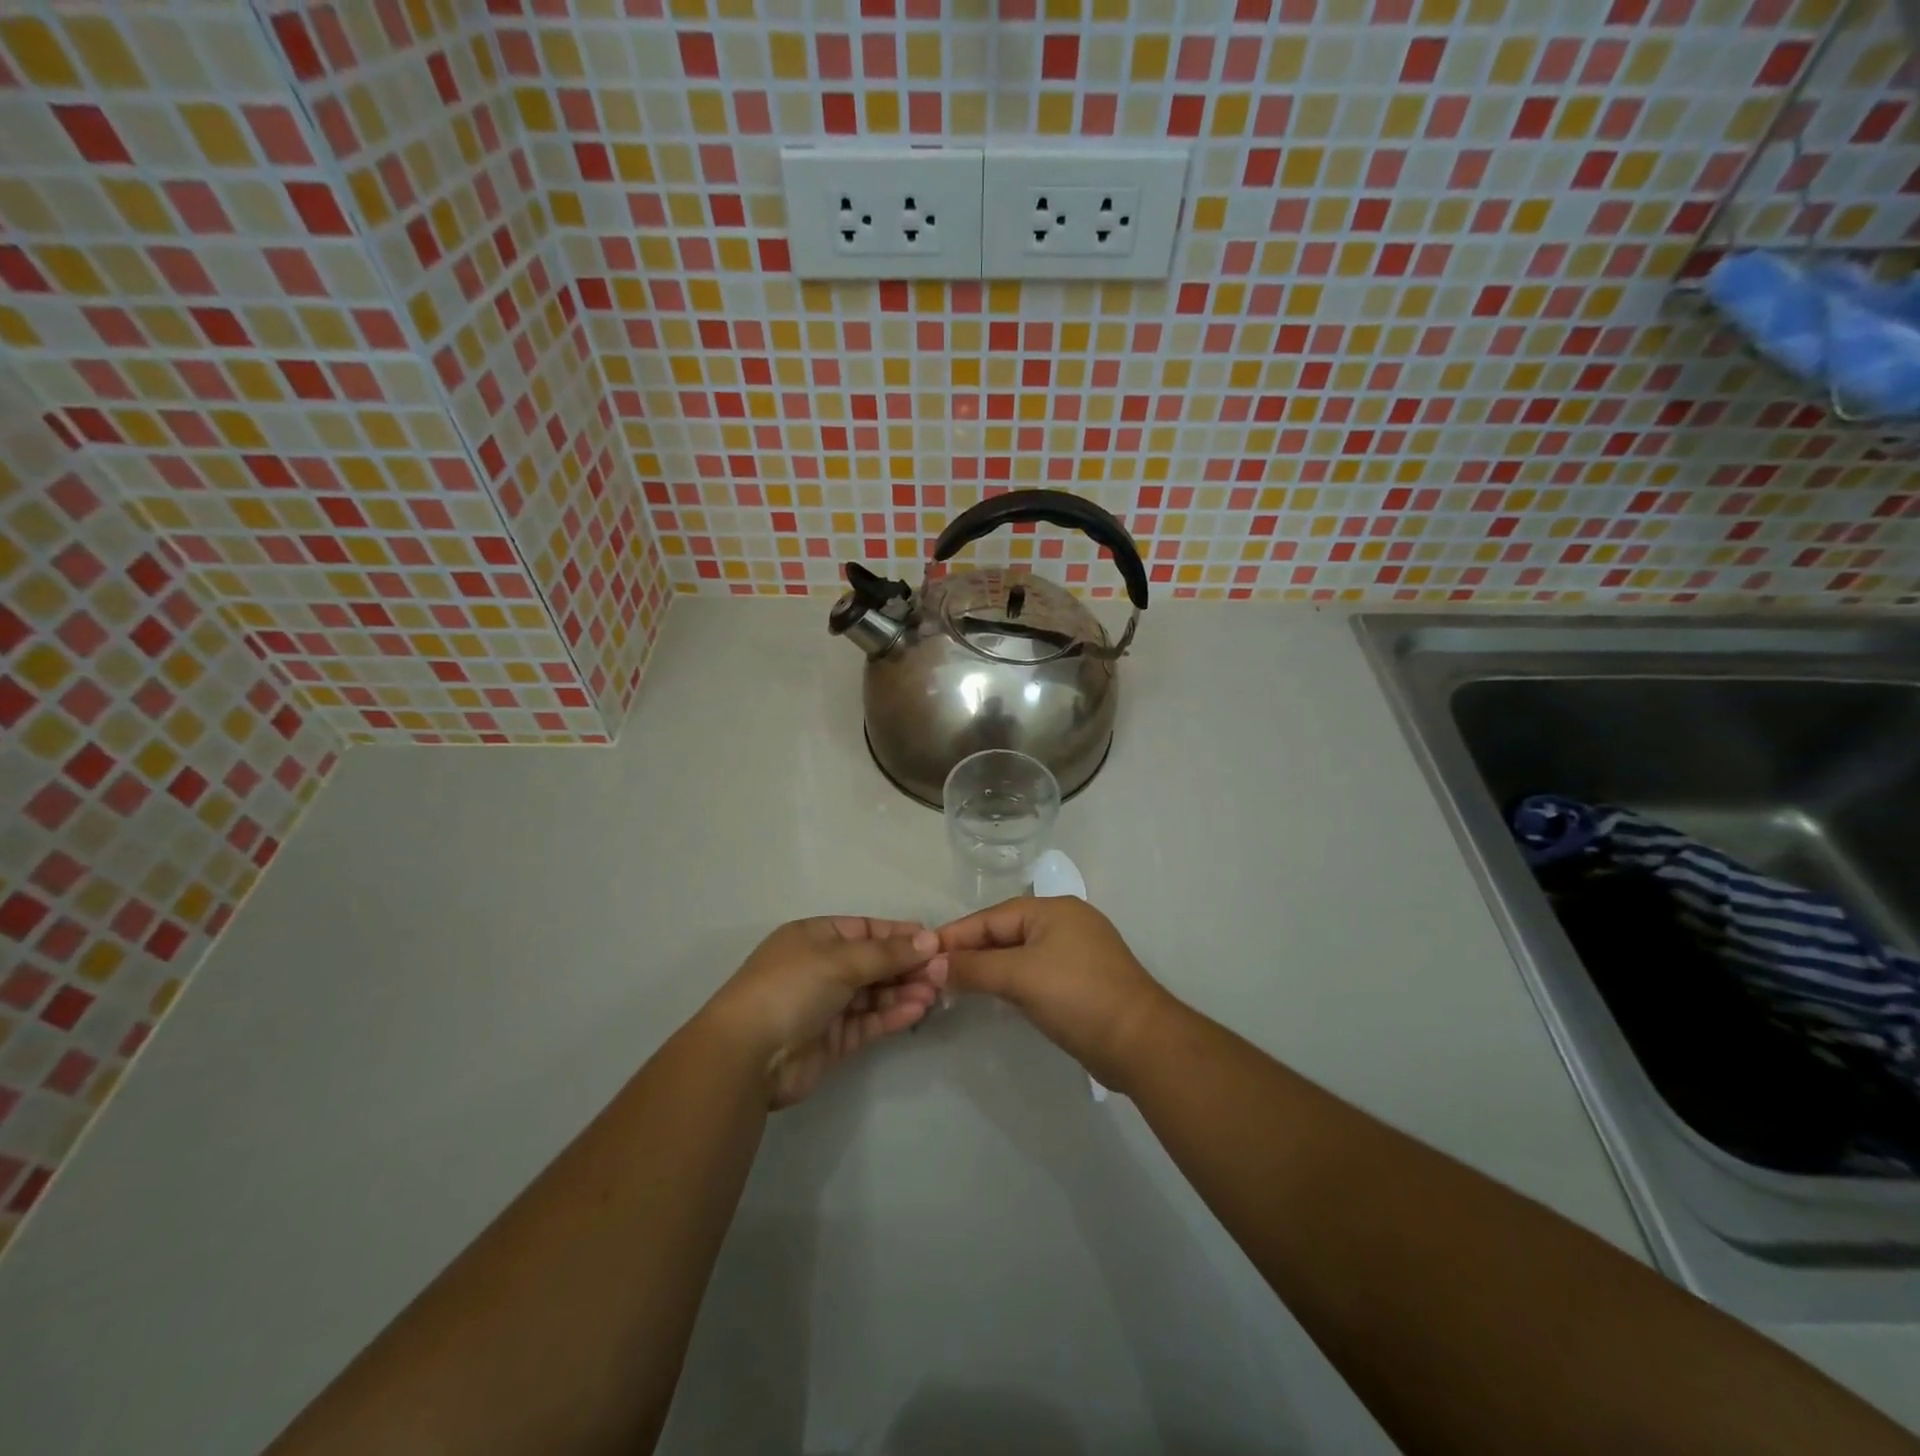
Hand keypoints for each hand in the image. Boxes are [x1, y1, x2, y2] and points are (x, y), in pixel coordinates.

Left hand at [706, 917, 948, 1108]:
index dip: (900, 934)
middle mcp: (821, 967)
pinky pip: (869, 1021)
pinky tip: (917, 1011)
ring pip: (874, 993)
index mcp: (815, 936)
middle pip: (874, 962)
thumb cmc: (791, 988)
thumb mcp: (840, 959)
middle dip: (907, 966)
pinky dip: (892, 1015)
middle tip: (943, 972)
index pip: (866, 929)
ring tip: (935, 993)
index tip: (935, 942)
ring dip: (904, 991)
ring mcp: (827, 1005)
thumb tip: (929, 938)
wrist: (747, 1055)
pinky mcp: (833, 1040)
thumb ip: (888, 952)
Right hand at [937, 897, 1171, 1090]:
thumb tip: (934, 965)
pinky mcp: (1082, 981)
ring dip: (989, 969)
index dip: (956, 935)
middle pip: (1005, 932)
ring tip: (955, 986)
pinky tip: (993, 996)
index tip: (922, 953)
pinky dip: (1011, 982)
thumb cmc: (1077, 996)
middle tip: (933, 974)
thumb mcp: (1020, 976)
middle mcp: (1065, 923)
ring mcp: (1076, 952)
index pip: (992, 917)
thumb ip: (975, 967)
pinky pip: (1035, 973)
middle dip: (970, 952)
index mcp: (1052, 909)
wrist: (1141, 1042)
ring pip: (1019, 954)